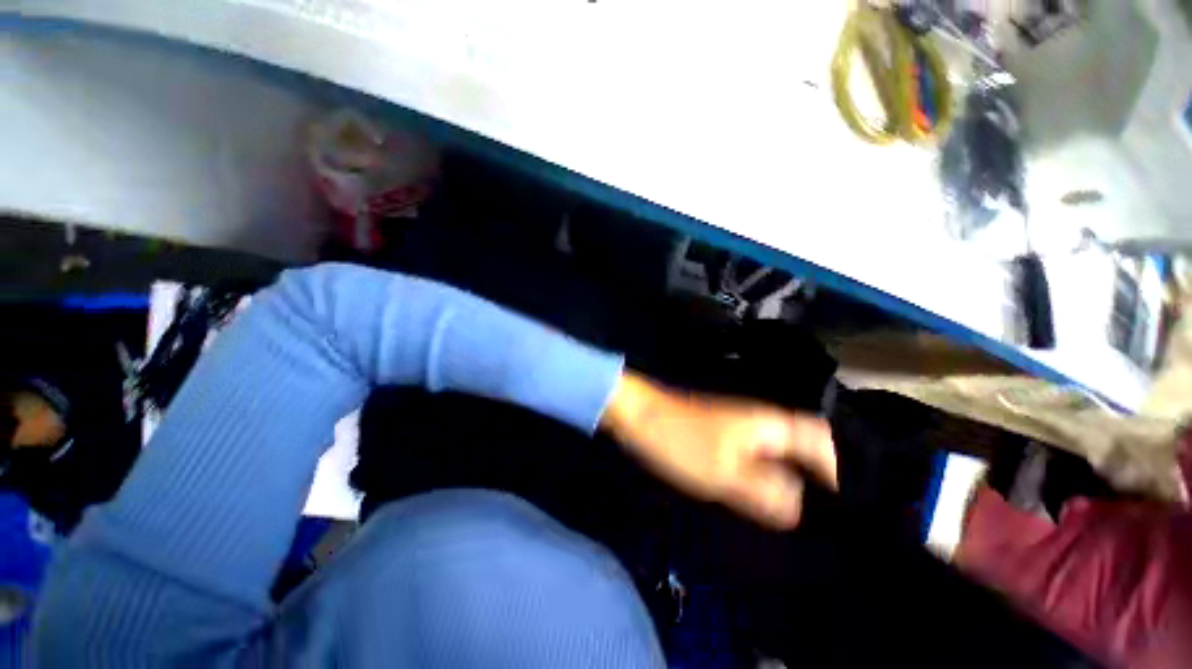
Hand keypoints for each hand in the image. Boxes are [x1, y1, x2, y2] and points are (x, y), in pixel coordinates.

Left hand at [601, 371, 836, 528]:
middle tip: (823, 511)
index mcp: (767, 424)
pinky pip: (754, 453)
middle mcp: (759, 420)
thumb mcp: (724, 473)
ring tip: (798, 509)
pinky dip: (764, 471)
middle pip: (800, 444)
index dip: (836, 466)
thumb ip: (765, 492)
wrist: (641, 416)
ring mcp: (738, 424)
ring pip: (776, 450)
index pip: (818, 437)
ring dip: (790, 474)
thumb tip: (798, 509)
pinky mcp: (720, 433)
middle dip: (815, 474)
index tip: (840, 501)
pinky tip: (760, 492)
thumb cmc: (681, 440)